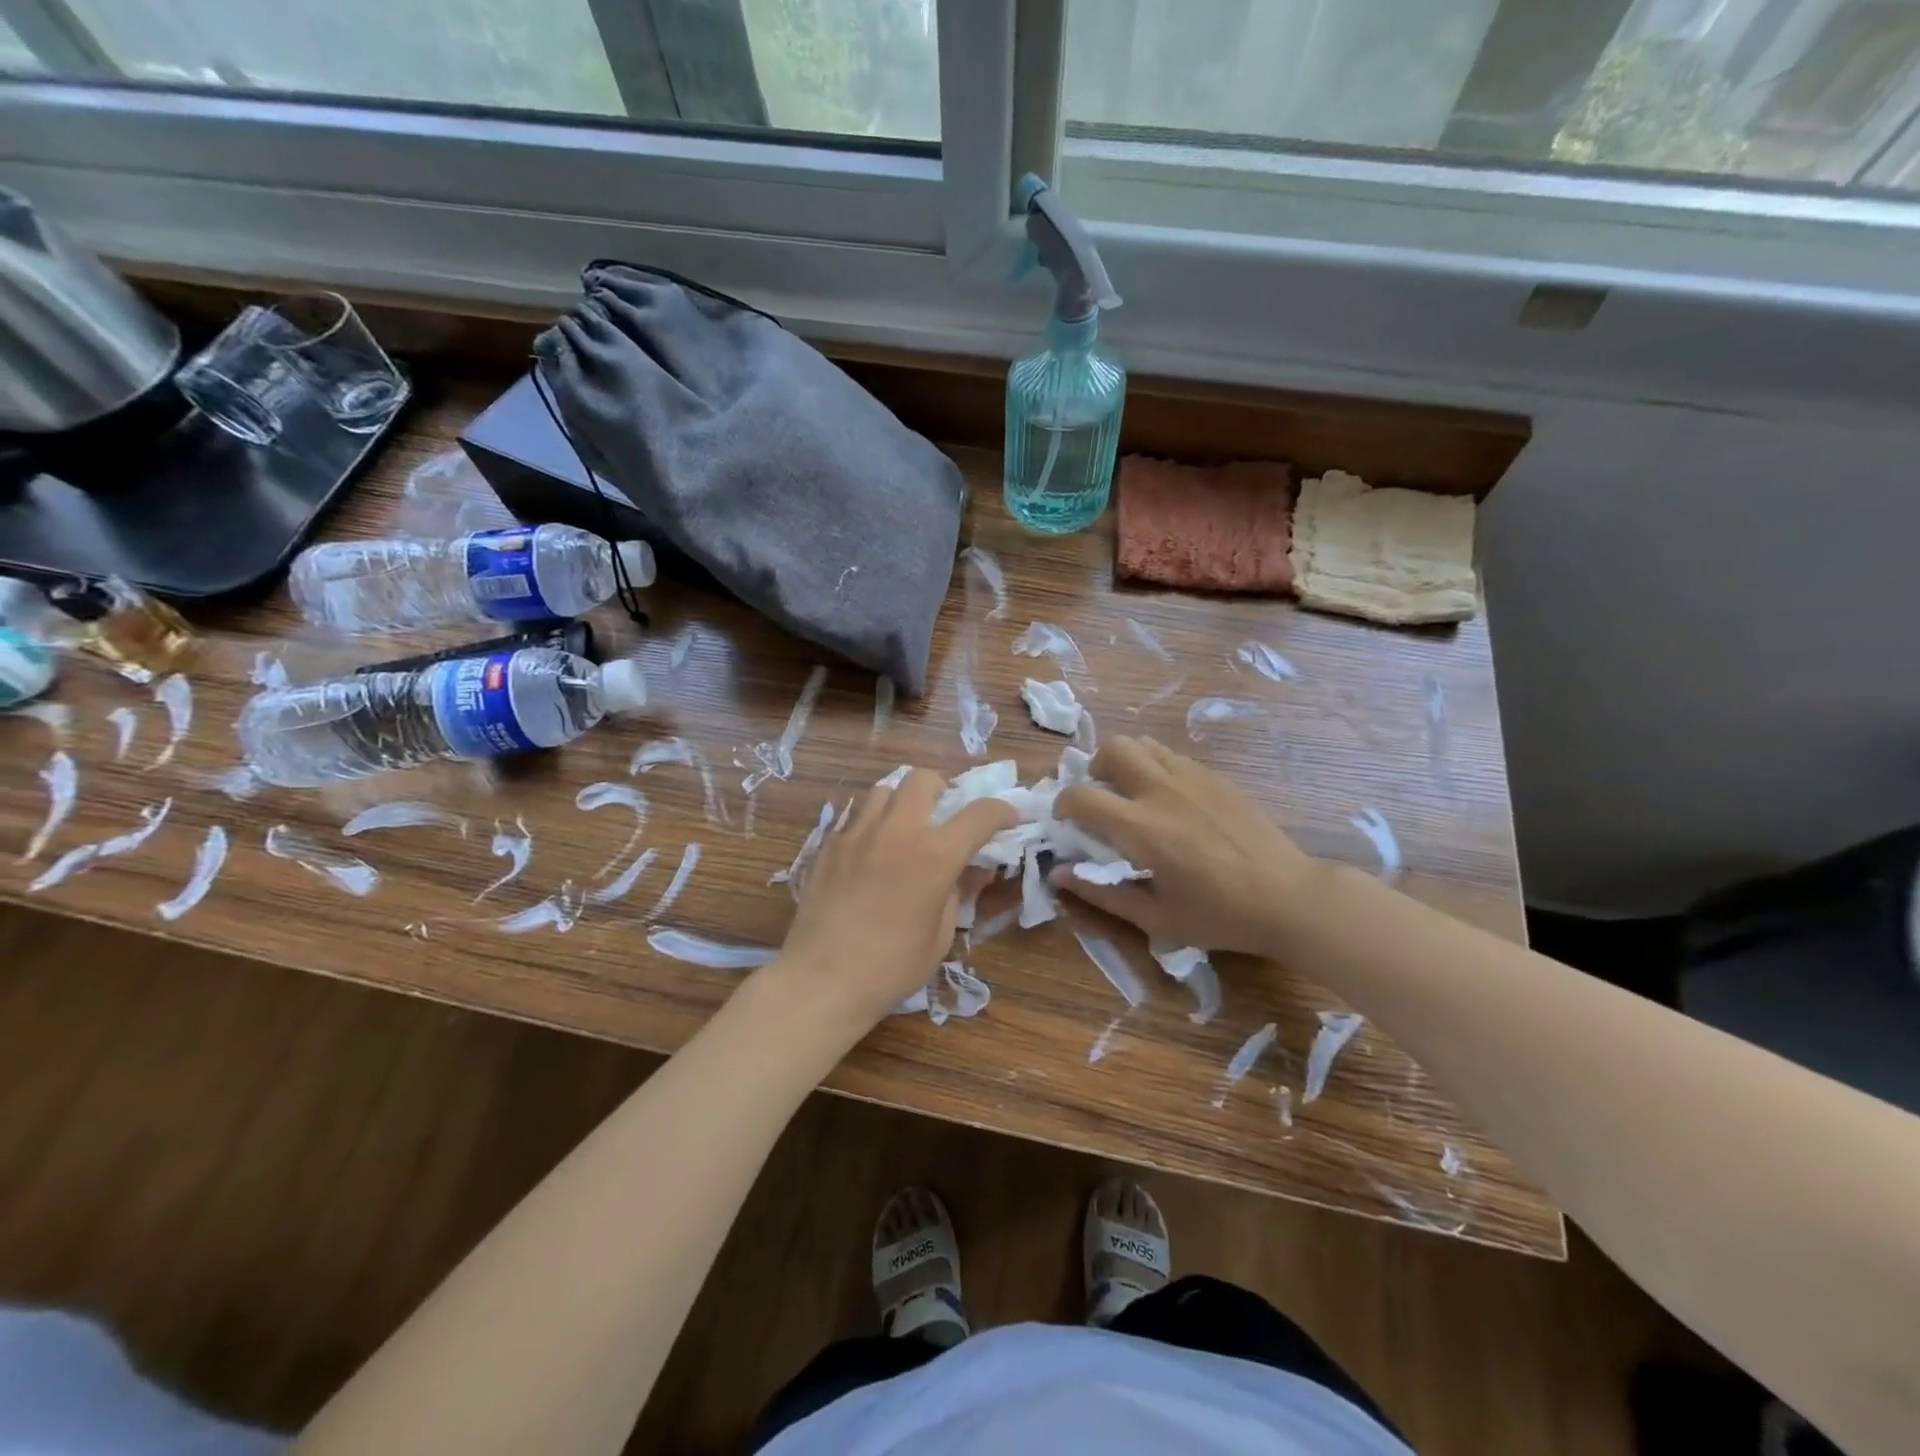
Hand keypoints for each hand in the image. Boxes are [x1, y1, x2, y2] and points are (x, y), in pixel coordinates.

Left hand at [775, 770, 1015, 1028]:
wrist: (823, 979)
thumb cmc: (892, 966)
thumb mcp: (941, 935)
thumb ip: (957, 893)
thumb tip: (968, 871)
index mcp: (936, 854)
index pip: (980, 813)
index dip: (1001, 811)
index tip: (1009, 819)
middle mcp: (899, 830)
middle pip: (924, 779)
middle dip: (942, 789)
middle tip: (944, 814)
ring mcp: (859, 832)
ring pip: (885, 790)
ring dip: (903, 802)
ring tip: (904, 828)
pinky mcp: (830, 845)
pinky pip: (857, 817)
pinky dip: (873, 825)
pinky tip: (871, 853)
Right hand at [1050, 736, 1317, 955]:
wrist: (1289, 898)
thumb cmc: (1220, 916)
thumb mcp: (1156, 919)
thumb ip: (1102, 894)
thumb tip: (1059, 875)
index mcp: (1141, 827)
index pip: (1081, 796)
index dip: (1063, 805)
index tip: (1066, 822)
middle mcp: (1162, 791)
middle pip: (1113, 748)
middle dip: (1095, 768)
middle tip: (1102, 796)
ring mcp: (1192, 778)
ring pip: (1144, 744)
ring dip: (1126, 762)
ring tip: (1133, 792)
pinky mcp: (1217, 778)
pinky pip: (1173, 757)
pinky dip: (1157, 768)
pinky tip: (1172, 801)